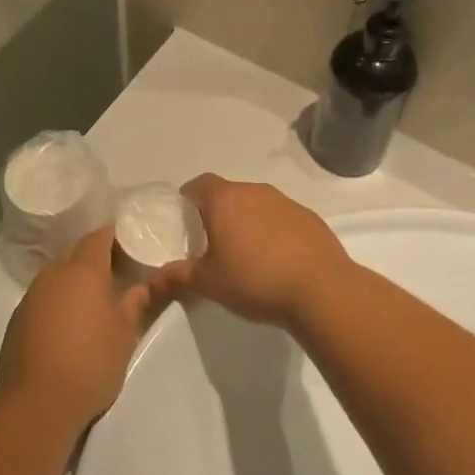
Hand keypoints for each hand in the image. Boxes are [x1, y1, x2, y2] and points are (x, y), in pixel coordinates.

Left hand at [0, 228, 150, 431]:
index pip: (98, 238)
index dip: (112, 236)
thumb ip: (134, 305)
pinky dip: (56, 305)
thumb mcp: (124, 335)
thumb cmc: (91, 362)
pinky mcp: (17, 320)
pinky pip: (42, 301)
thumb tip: (140, 287)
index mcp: (83, 271)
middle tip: (115, 276)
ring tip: (92, 304)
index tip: (127, 243)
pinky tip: (66, 328)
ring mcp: (31, 297)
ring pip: (56, 279)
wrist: (37, 402)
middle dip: (93, 262)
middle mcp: (53, 275)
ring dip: (73, 285)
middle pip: (75, 257)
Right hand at [151, 175, 347, 328]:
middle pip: (228, 194)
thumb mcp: (209, 283)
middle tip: (209, 241)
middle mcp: (255, 191)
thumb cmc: (255, 280)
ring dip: (247, 222)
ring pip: (256, 205)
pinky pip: (281, 219)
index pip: (199, 184)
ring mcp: (286, 202)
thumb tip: (152, 280)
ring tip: (244, 253)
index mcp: (225, 200)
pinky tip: (275, 260)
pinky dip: (273, 232)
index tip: (183, 220)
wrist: (322, 290)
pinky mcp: (310, 219)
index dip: (188, 198)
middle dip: (216, 213)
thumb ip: (178, 277)